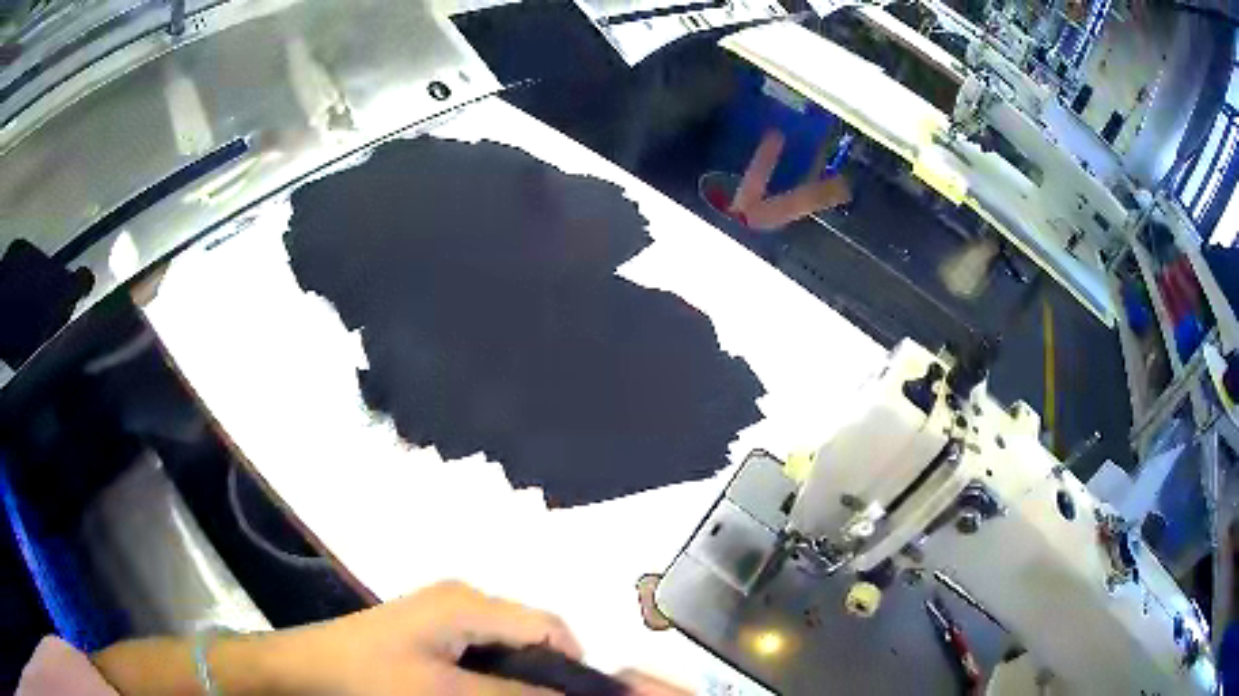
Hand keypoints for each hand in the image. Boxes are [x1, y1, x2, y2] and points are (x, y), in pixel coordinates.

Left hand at [264, 580, 583, 694]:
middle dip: (545, 677)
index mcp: (470, 603)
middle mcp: (464, 599)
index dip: (573, 669)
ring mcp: (445, 613)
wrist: (305, 671)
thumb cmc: (372, 680)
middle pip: (532, 638)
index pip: (551, 630)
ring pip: (509, 649)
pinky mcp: (430, 630)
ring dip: (518, 680)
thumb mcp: (448, 694)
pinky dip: (494, 677)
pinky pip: (483, 653)